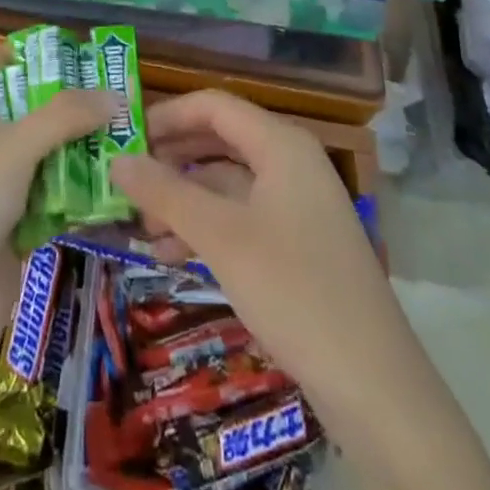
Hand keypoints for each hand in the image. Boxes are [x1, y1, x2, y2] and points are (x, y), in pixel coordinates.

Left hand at [0, 43, 114, 377]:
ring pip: (56, 153)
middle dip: (81, 103)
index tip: (87, 50)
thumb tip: (117, 96)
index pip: (4, 61)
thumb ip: (65, 116)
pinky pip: (63, 198)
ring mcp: (7, 185)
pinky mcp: (23, 225)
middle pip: (40, 107)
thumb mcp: (12, 148)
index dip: (40, 50)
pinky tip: (128, 188)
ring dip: (92, 149)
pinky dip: (89, 194)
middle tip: (131, 97)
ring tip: (141, 139)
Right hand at [108, 90, 397, 401]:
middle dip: (170, 160)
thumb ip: (165, 193)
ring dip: (183, 200)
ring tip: (139, 228)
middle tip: (124, 184)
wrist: (373, 384)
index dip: (166, 115)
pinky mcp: (296, 243)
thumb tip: (116, 160)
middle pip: (218, 141)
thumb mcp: (221, 237)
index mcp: (280, 143)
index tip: (123, 138)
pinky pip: (240, 217)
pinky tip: (170, 255)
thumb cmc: (293, 290)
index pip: (213, 105)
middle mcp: (290, 162)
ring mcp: (296, 204)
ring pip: (227, 184)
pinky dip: (206, 228)